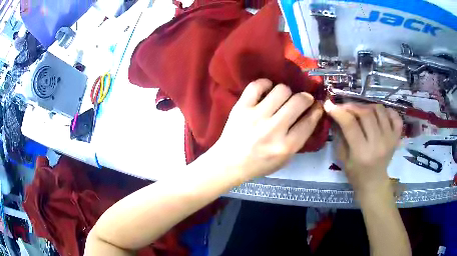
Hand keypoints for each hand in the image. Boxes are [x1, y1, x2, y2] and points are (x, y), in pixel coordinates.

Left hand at [213, 79, 322, 180]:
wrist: (229, 163)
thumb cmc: (259, 164)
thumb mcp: (285, 159)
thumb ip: (299, 139)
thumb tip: (310, 114)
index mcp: (285, 146)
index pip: (309, 121)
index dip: (316, 110)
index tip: (316, 106)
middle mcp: (273, 130)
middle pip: (298, 101)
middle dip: (306, 98)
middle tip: (303, 99)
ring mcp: (255, 116)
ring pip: (281, 90)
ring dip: (287, 92)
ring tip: (283, 98)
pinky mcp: (241, 108)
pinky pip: (257, 85)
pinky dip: (265, 84)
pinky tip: (267, 90)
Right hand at [324, 102, 402, 194]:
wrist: (374, 184)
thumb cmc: (356, 174)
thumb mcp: (342, 159)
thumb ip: (339, 136)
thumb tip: (336, 114)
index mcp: (362, 153)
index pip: (350, 125)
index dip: (338, 112)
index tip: (329, 105)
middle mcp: (378, 144)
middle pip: (366, 114)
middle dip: (352, 106)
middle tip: (345, 108)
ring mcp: (390, 139)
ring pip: (379, 110)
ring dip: (368, 106)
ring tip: (362, 111)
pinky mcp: (396, 138)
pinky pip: (395, 117)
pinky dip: (387, 111)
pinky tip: (379, 115)